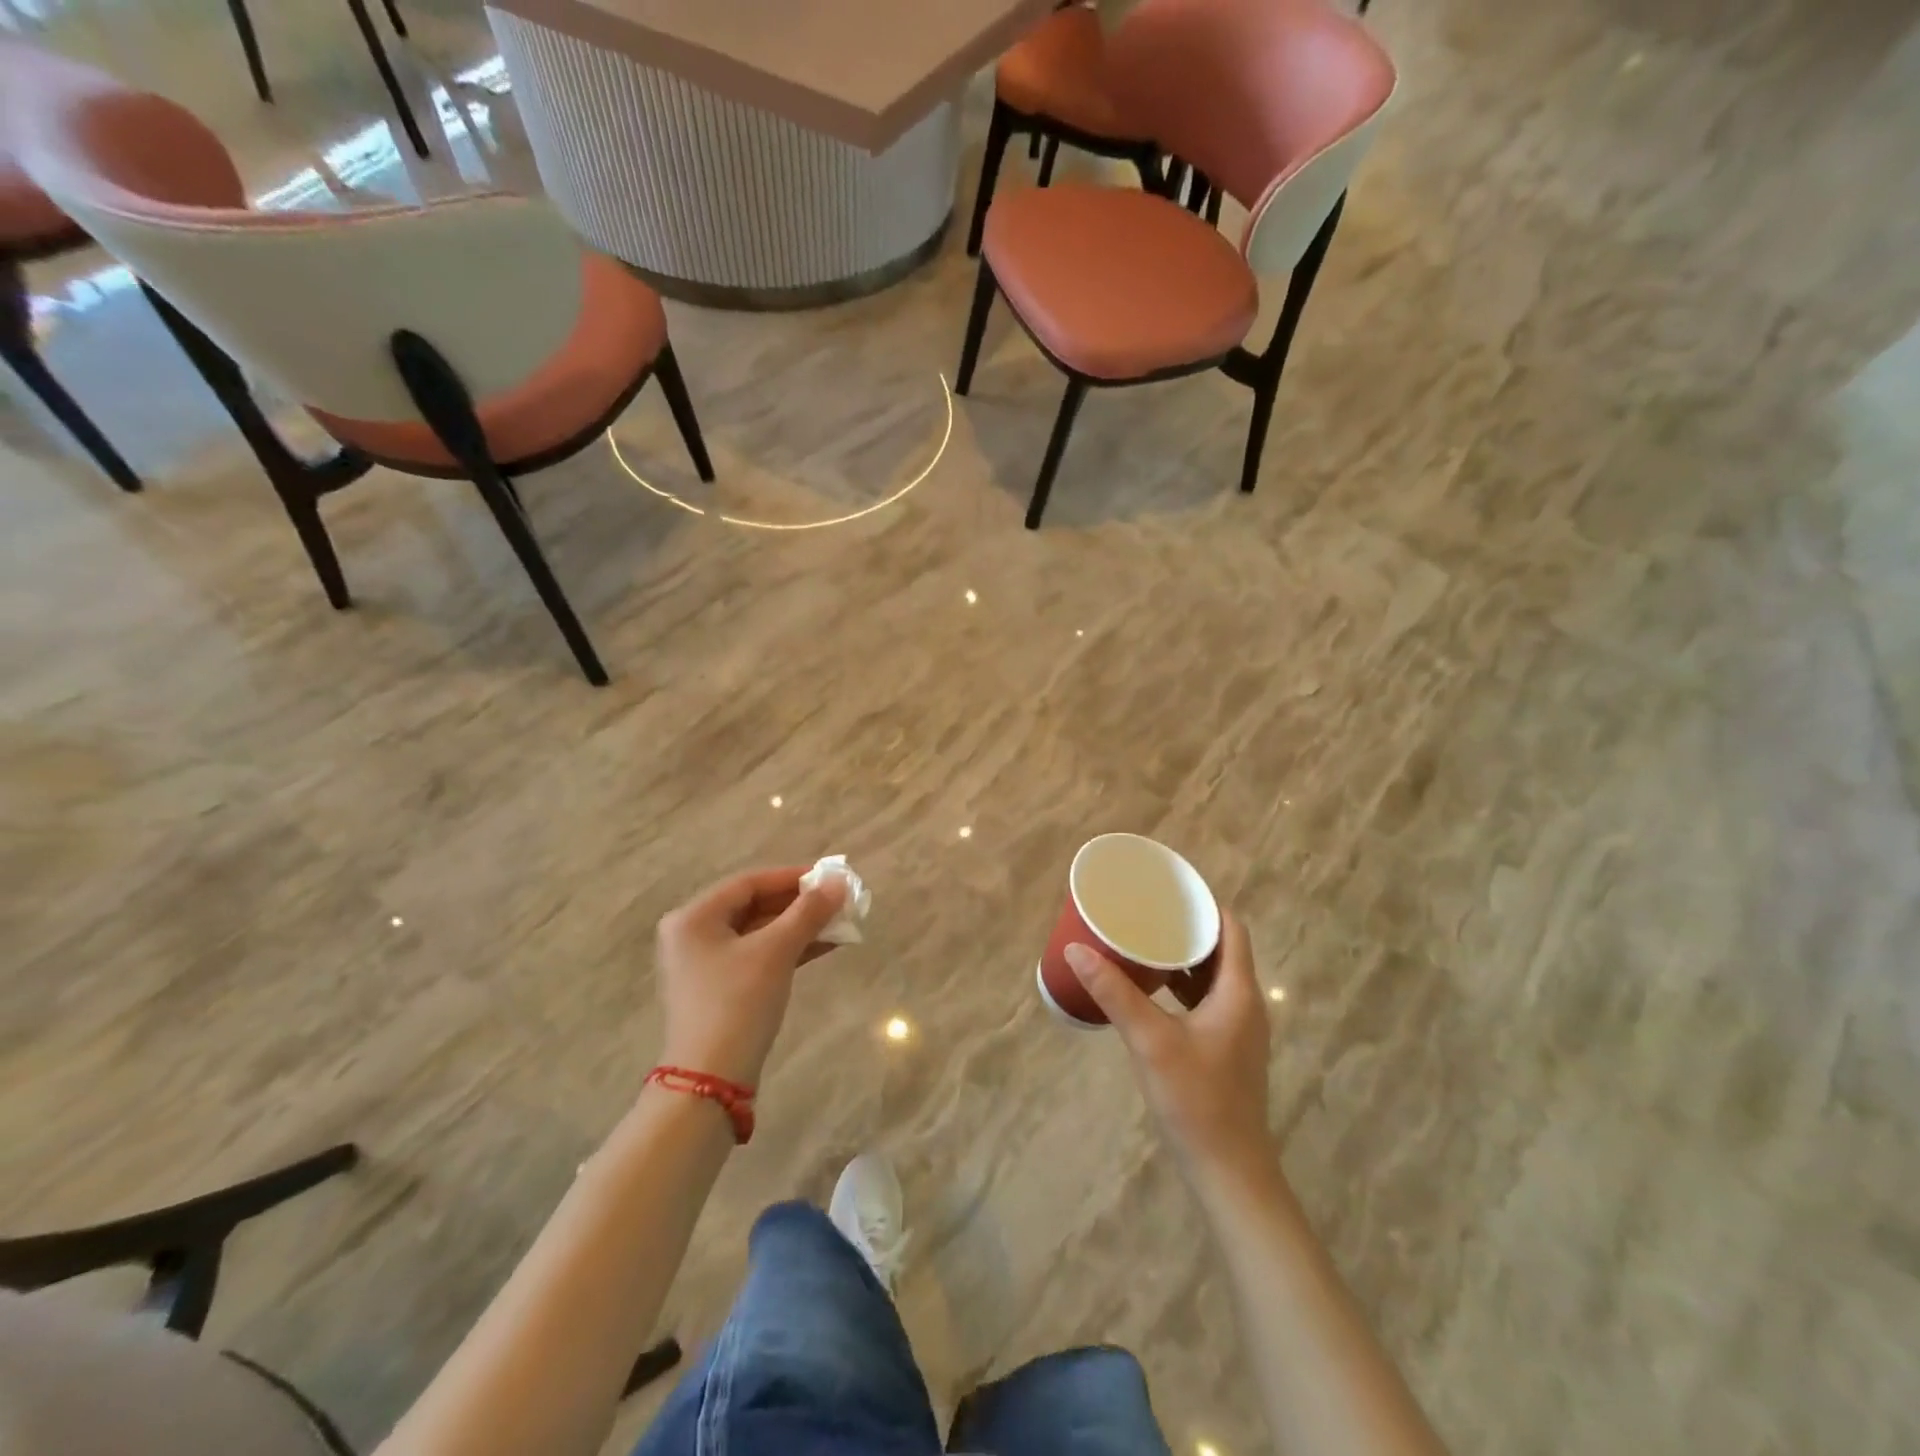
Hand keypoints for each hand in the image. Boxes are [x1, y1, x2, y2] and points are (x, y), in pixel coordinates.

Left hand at [655, 866, 847, 1087]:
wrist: (710, 1081)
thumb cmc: (738, 1004)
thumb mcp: (776, 952)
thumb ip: (808, 912)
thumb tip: (839, 882)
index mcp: (694, 917)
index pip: (749, 882)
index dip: (793, 877)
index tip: (830, 877)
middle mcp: (693, 934)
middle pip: (754, 906)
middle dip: (800, 904)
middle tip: (839, 901)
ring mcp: (705, 963)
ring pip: (760, 932)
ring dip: (799, 926)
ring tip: (840, 922)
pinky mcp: (720, 988)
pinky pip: (758, 955)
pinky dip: (789, 949)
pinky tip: (824, 945)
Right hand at [1067, 912, 1273, 1183]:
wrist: (1228, 1172)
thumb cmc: (1196, 1099)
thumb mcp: (1150, 1040)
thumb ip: (1114, 993)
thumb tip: (1076, 950)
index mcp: (1238, 992)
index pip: (1230, 929)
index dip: (1203, 904)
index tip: (1168, 890)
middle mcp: (1244, 1004)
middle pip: (1220, 950)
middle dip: (1184, 928)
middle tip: (1144, 912)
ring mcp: (1237, 1030)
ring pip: (1211, 977)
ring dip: (1181, 958)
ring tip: (1141, 942)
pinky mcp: (1225, 1049)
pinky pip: (1205, 1001)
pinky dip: (1181, 986)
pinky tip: (1149, 989)